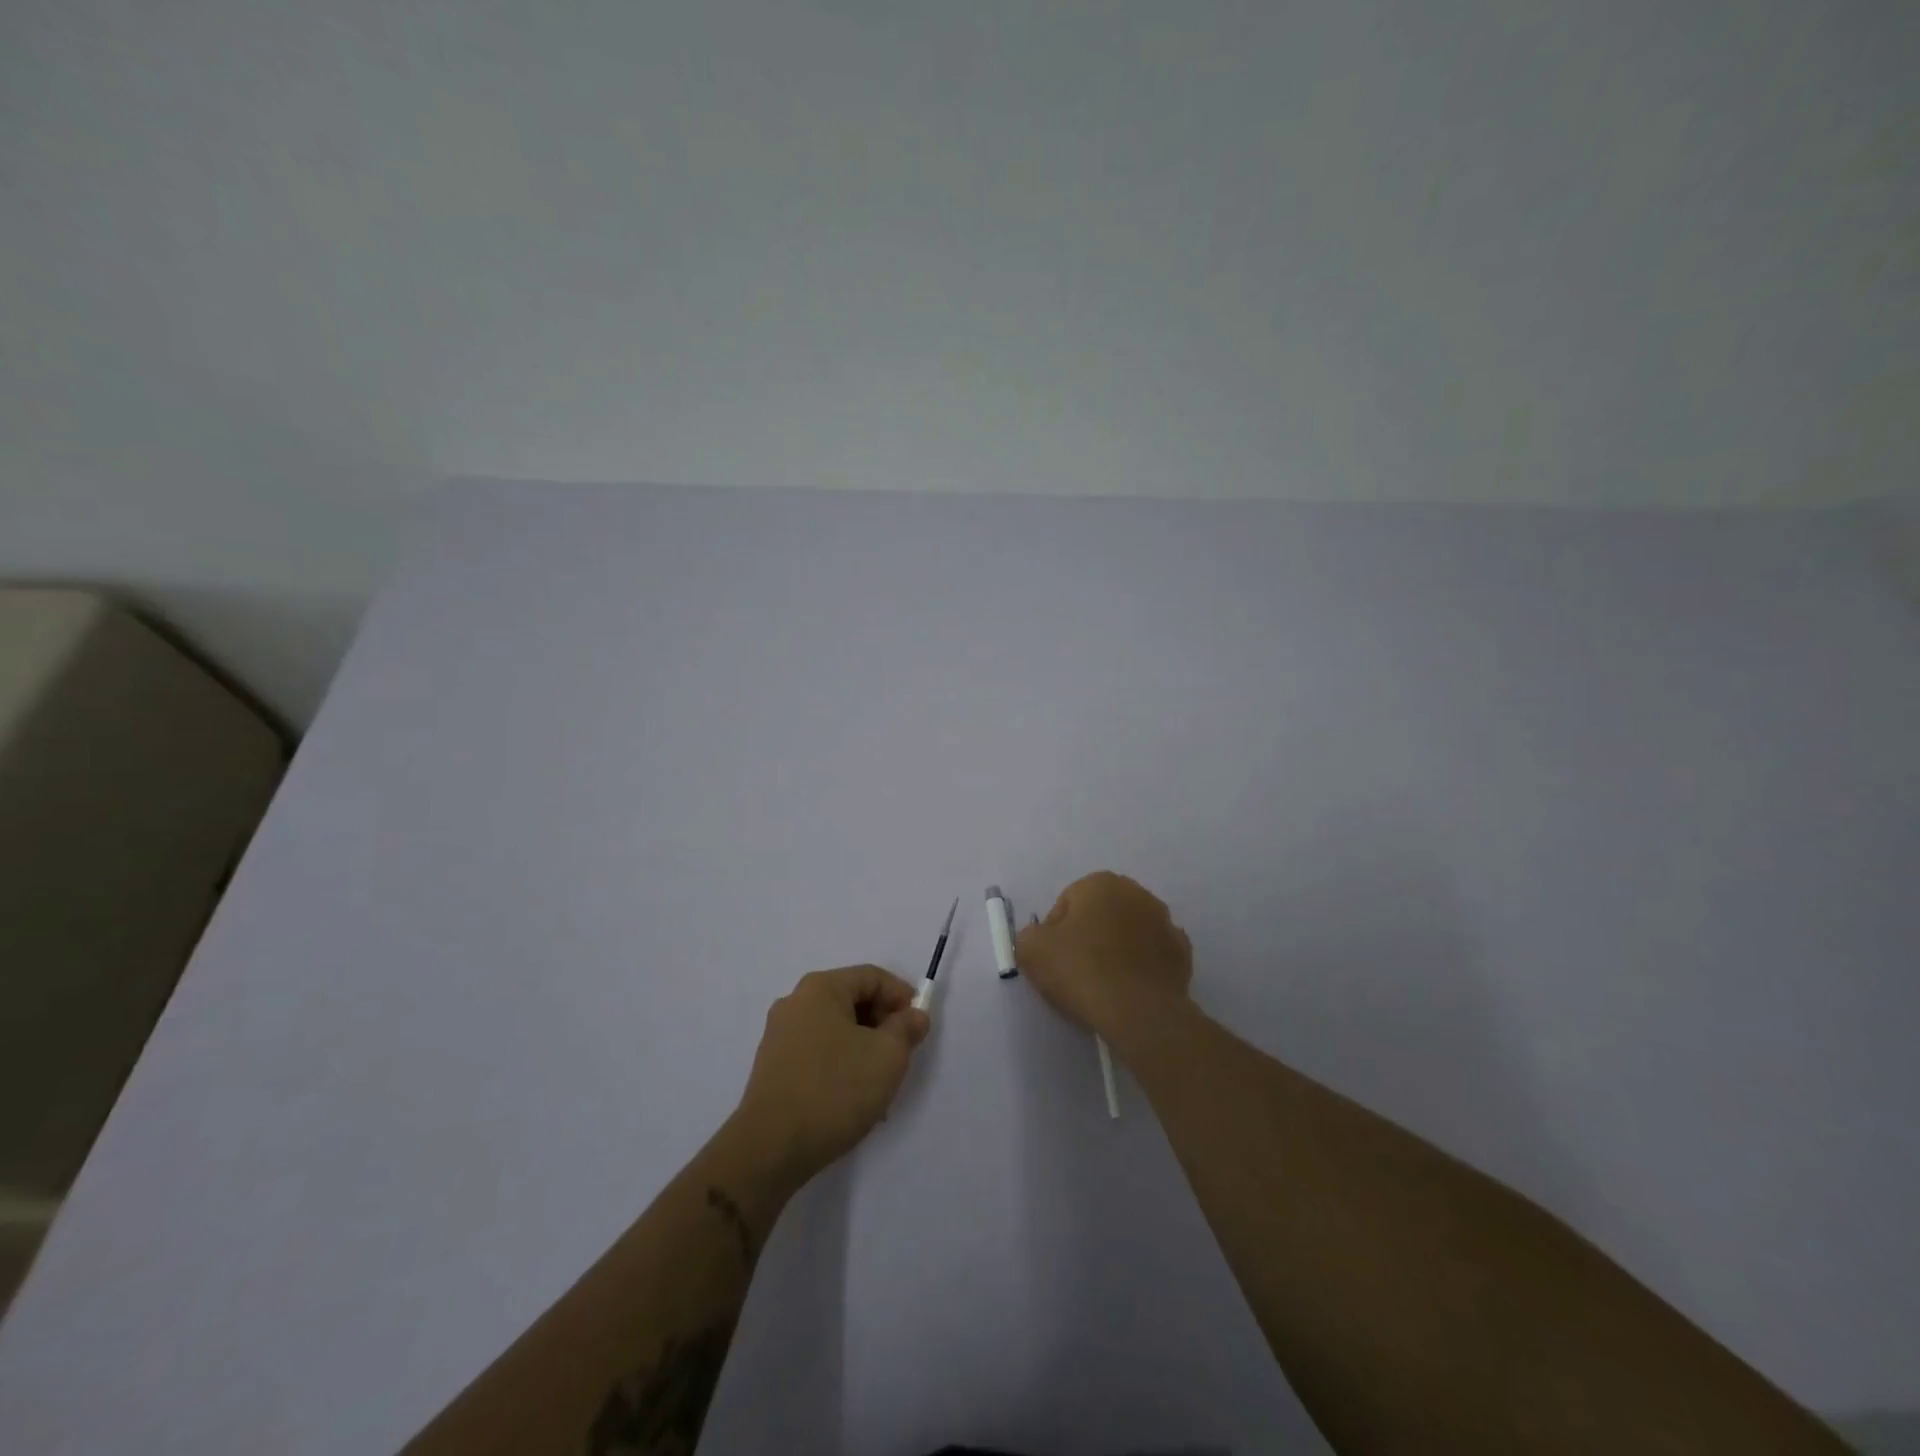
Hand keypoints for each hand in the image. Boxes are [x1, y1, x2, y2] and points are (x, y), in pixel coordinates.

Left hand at [733, 965, 930, 1185]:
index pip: (872, 977)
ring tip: (880, 1084)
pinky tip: (852, 1098)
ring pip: (836, 1029)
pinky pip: (818, 1052)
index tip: (919, 1027)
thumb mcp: (888, 1056)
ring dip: (864, 1048)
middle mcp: (795, 1002)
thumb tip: (913, 1015)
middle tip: (902, 1055)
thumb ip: (907, 1028)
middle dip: (883, 1025)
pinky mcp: (773, 1066)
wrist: (770, 1148)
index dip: (902, 997)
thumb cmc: (835, 1089)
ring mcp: (779, 1035)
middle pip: (852, 1000)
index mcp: (821, 988)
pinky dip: (841, 1064)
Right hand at [1016, 871, 1193, 1051]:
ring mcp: (1165, 922)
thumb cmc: (1081, 971)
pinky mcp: (1182, 953)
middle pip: (1100, 914)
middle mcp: (1137, 893)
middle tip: (1076, 970)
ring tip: (1104, 983)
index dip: (1055, 932)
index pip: (1066, 904)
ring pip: (1129, 932)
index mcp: (1101, 883)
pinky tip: (1130, 988)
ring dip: (1117, 948)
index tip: (1054, 959)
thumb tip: (1042, 938)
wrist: (1138, 1013)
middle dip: (1089, 935)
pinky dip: (1142, 966)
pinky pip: (1152, 955)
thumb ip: (1030, 934)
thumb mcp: (1031, 950)